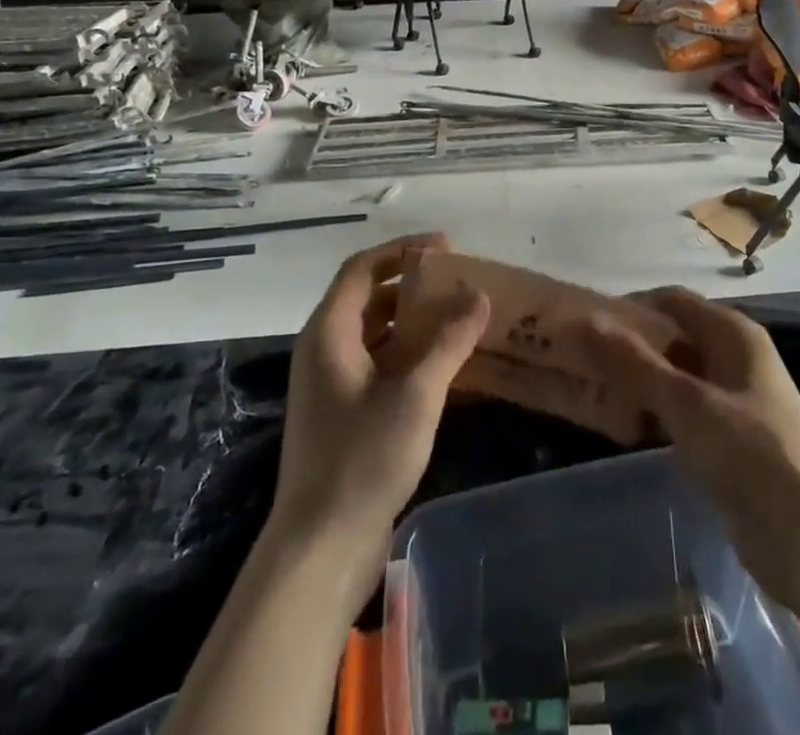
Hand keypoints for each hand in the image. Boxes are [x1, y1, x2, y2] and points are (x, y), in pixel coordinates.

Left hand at [271, 234, 489, 561]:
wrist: (320, 551)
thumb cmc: (362, 460)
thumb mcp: (415, 395)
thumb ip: (449, 341)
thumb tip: (479, 295)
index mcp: (328, 333)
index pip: (363, 268)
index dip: (403, 250)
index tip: (447, 247)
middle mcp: (325, 349)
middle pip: (369, 297)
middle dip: (414, 284)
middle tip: (459, 281)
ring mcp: (333, 384)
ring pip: (377, 332)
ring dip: (415, 319)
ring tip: (460, 316)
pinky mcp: (345, 413)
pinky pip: (381, 363)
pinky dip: (411, 353)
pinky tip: (447, 363)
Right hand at [587, 287, 799, 607]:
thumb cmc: (750, 453)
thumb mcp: (686, 402)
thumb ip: (634, 363)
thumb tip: (586, 322)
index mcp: (733, 332)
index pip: (673, 300)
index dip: (632, 306)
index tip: (587, 323)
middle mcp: (736, 356)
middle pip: (676, 336)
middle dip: (634, 344)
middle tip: (584, 359)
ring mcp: (736, 399)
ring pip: (680, 375)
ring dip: (644, 379)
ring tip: (597, 389)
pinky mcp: (733, 438)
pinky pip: (687, 409)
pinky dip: (660, 410)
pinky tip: (629, 423)